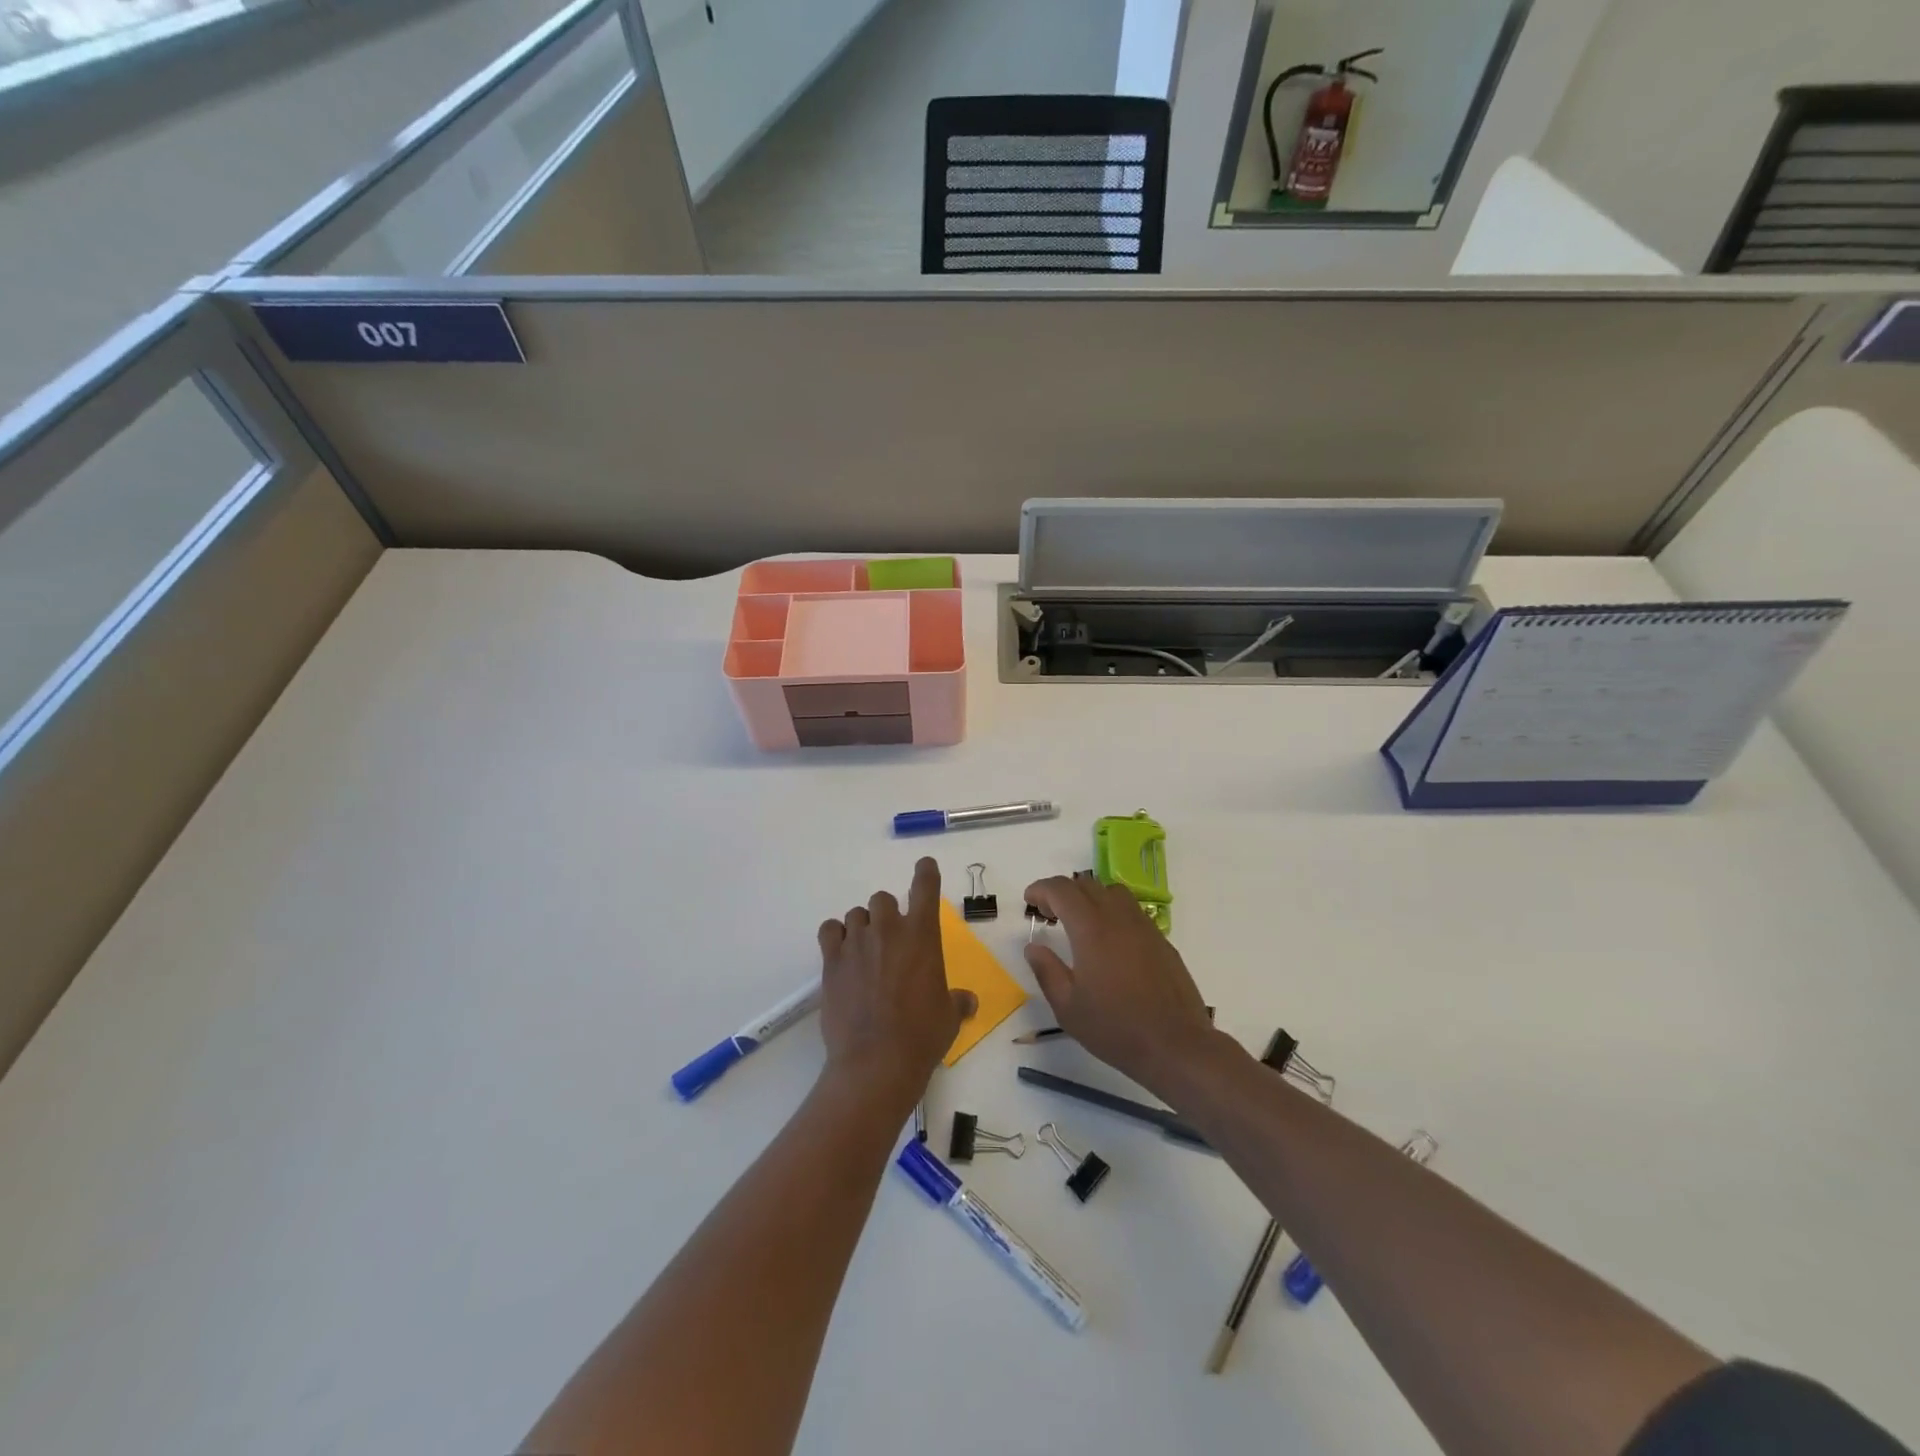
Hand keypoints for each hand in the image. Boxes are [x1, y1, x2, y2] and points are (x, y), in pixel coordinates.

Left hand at [817, 858, 975, 1106]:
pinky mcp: (831, 960)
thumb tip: (967, 1000)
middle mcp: (889, 930)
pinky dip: (836, 935)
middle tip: (891, 940)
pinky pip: (830, 930)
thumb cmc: (922, 1036)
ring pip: (857, 913)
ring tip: (865, 950)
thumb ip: (958, 1000)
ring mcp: (857, 942)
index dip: (925, 873)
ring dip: (863, 926)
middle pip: (884, 899)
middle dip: (888, 914)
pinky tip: (841, 953)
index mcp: (922, 935)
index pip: (925, 887)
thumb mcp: (950, 1016)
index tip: (925, 865)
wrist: (876, 1062)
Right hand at [1023, 873, 1218, 1098]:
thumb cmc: (1115, 1028)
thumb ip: (1046, 971)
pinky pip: (1132, 911)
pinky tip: (1109, 943)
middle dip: (1062, 892)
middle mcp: (1119, 918)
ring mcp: (1144, 927)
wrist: (1175, 1045)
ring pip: (1113, 892)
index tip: (1029, 902)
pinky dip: (1112, 913)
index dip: (1041, 889)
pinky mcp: (1161, 940)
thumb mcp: (1068, 1007)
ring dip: (1090, 898)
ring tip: (1079, 923)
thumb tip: (1033, 947)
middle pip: (1087, 885)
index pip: (1062, 890)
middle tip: (1049, 915)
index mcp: (1091, 929)